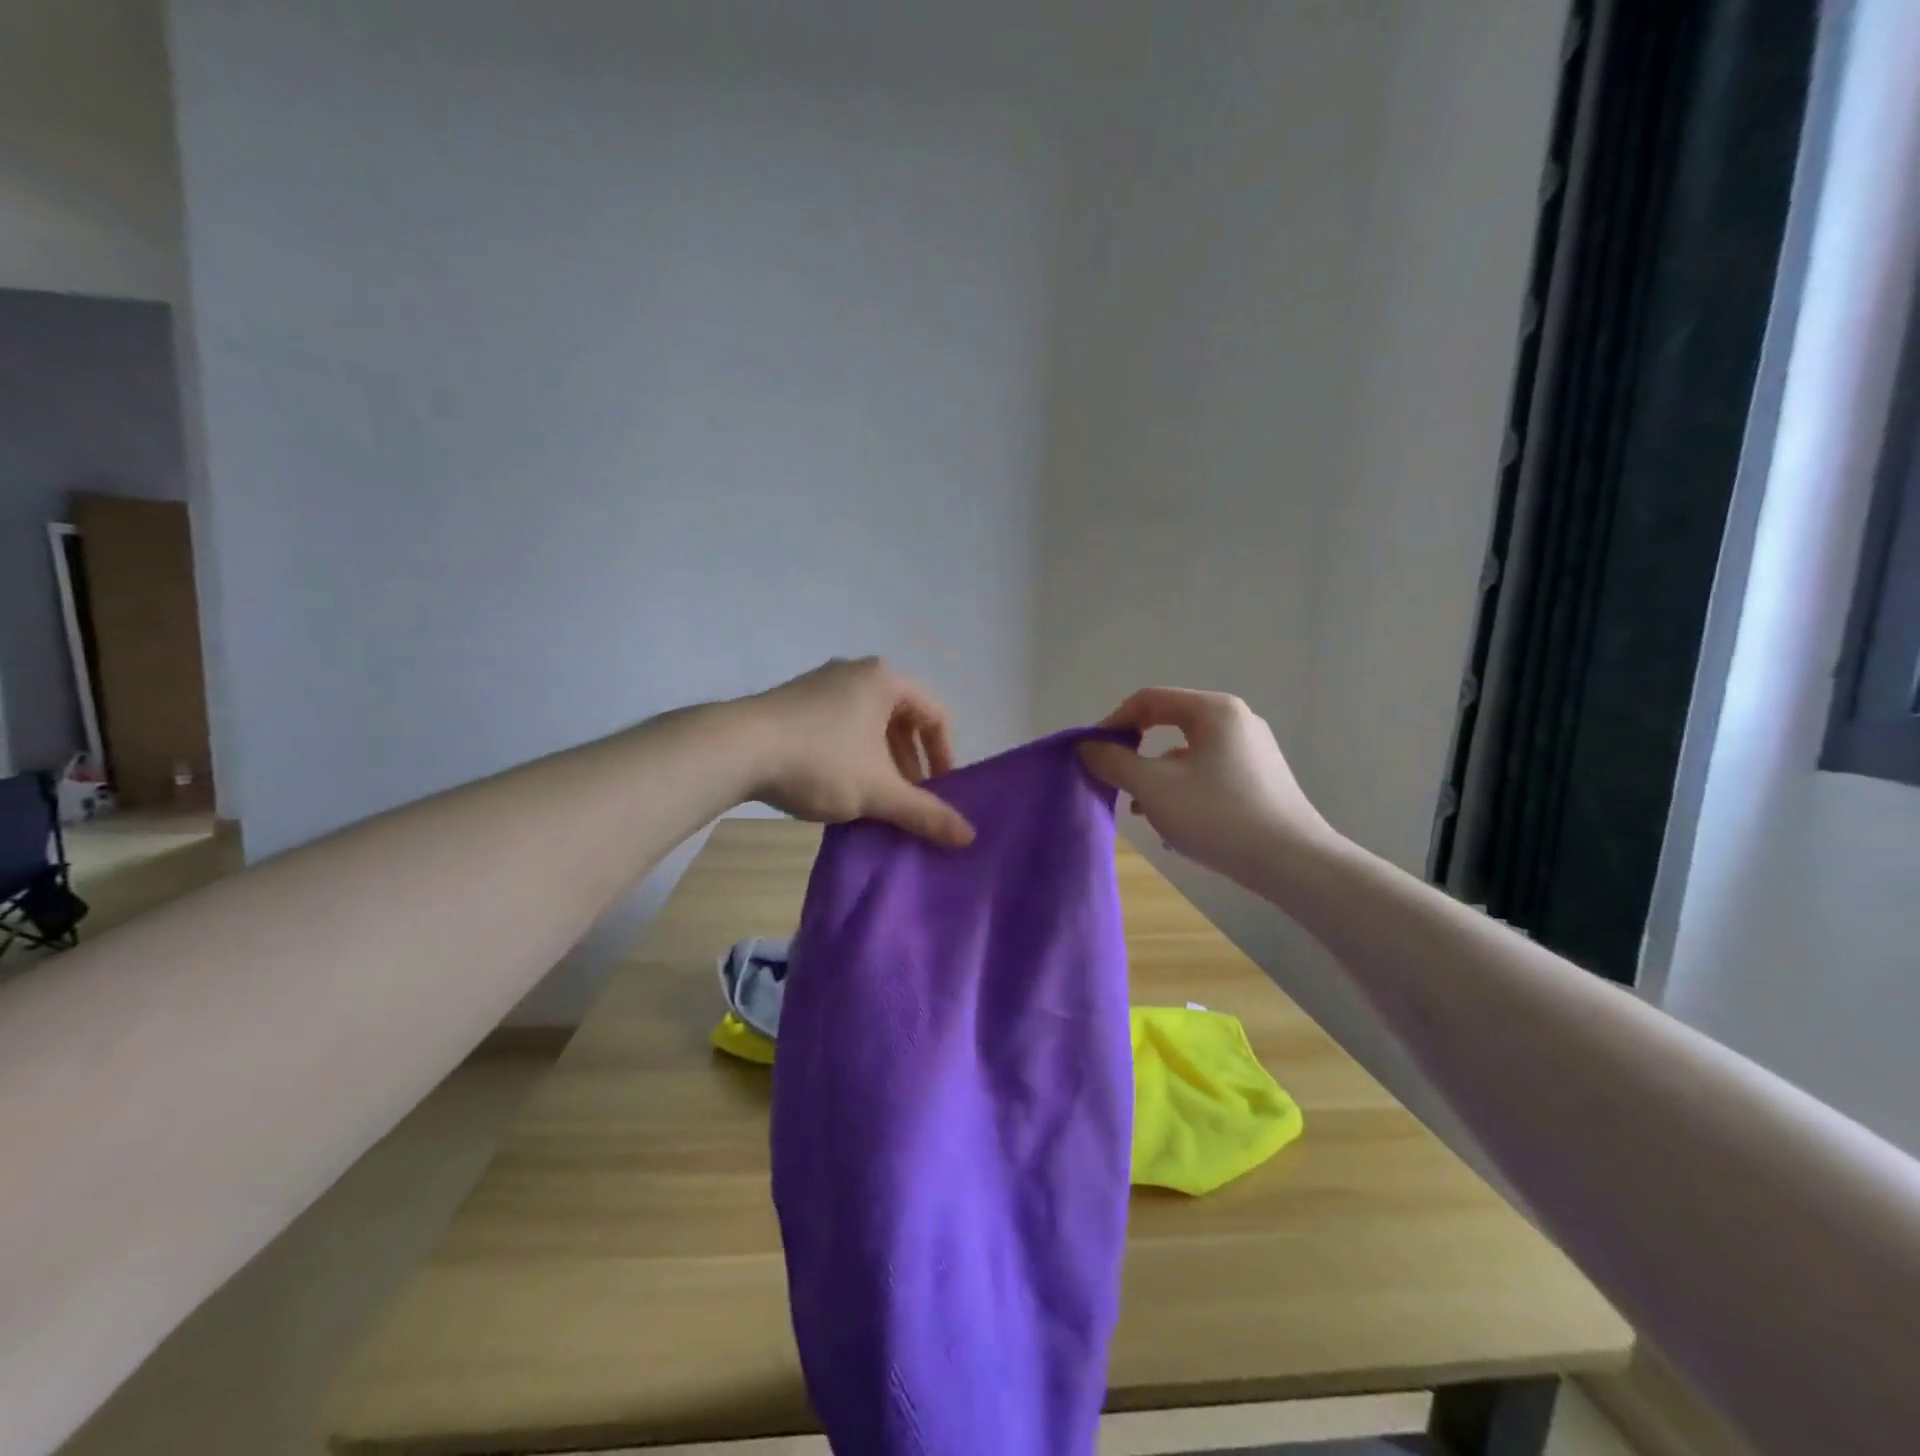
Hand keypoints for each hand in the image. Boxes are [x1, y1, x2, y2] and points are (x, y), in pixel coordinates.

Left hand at [741, 658, 974, 847]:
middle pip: (902, 719)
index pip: (936, 715)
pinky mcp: (794, 701)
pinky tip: (839, 786)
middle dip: (911, 763)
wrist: (735, 749)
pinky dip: (852, 754)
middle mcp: (857, 672)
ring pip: (869, 724)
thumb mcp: (878, 791)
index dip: (945, 757)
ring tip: (875, 797)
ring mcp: (822, 683)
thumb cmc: (820, 761)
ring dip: (881, 762)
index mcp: (886, 680)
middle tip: (909, 799)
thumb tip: (969, 837)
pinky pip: (840, 725)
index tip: (940, 792)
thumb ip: (925, 813)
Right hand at [1077, 688, 1333, 881]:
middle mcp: (1236, 720)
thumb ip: (1114, 762)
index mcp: (1214, 710)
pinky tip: (1172, 822)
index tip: (1093, 753)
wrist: (1293, 863)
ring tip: (1140, 809)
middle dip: (1134, 751)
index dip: (1114, 722)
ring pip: (1187, 751)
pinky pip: (1207, 771)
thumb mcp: (1154, 788)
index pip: (1149, 699)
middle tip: (1114, 778)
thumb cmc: (1218, 816)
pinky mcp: (1259, 778)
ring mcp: (1252, 750)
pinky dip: (1182, 787)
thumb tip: (1086, 746)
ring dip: (1155, 774)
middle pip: (1168, 722)